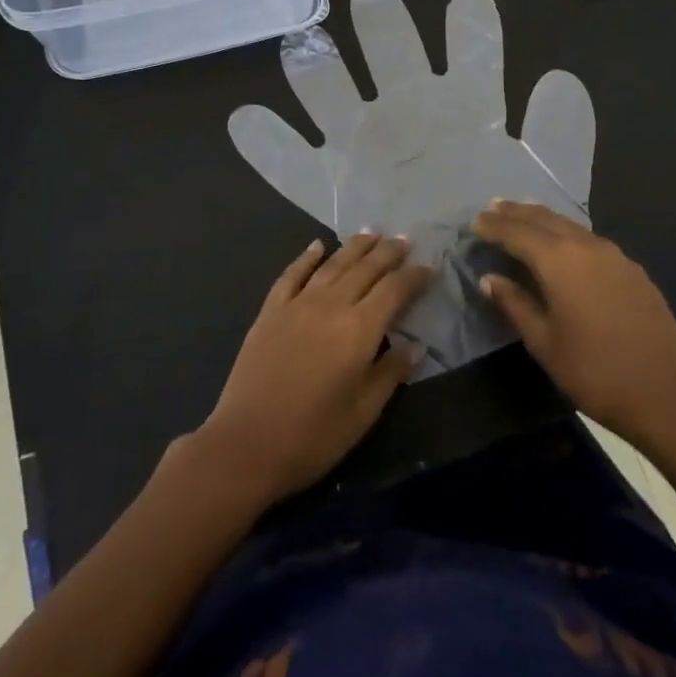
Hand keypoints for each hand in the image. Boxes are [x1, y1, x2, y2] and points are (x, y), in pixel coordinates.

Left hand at [193, 233, 431, 504]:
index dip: (414, 277)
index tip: (429, 268)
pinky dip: (306, 257)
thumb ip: (390, 374)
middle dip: (388, 253)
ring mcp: (297, 305)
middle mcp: (330, 306)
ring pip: (332, 264)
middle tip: (404, 239)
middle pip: (365, 269)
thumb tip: (414, 345)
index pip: (394, 290)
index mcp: (358, 330)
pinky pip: (292, 275)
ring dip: (354, 246)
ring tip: (371, 232)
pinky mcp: (270, 311)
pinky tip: (317, 245)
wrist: (246, 445)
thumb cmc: (312, 437)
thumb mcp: (363, 414)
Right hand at [473, 201, 675, 454]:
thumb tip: (490, 279)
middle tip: (493, 208)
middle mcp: (586, 246)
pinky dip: (567, 232)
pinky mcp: (632, 270)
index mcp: (559, 261)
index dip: (493, 226)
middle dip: (516, 213)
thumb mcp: (544, 343)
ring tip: (522, 215)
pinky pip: (589, 239)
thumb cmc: (595, 372)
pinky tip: (563, 243)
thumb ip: (515, 304)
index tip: (474, 222)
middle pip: (544, 219)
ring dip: (542, 218)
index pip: (517, 232)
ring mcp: (614, 255)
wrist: (668, 394)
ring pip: (569, 225)